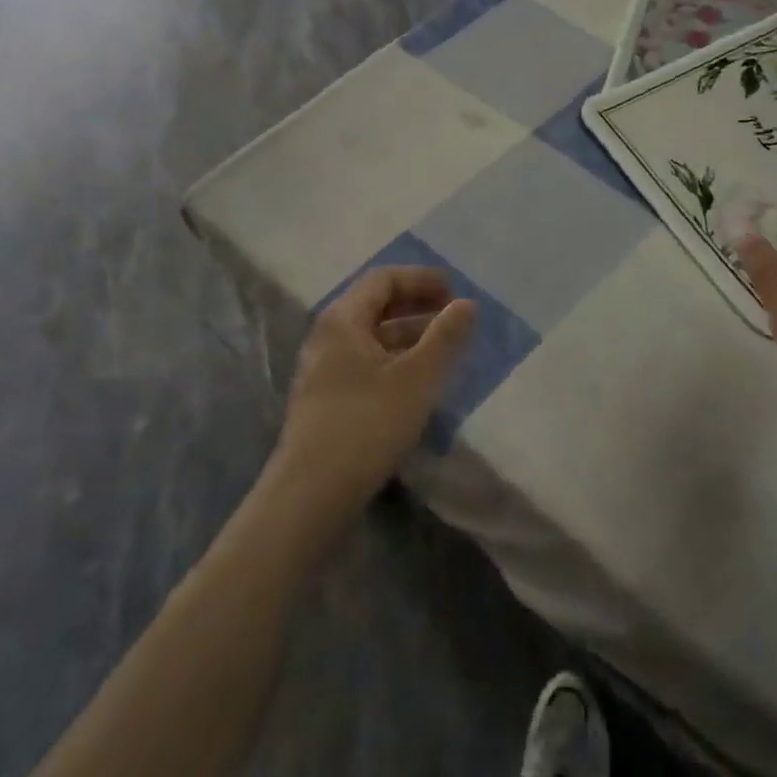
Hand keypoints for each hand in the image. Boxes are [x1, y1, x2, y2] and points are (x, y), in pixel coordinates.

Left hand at [273, 267, 476, 515]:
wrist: (310, 496)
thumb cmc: (367, 424)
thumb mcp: (418, 377)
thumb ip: (446, 336)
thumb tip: (467, 304)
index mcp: (343, 320)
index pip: (383, 279)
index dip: (422, 279)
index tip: (455, 291)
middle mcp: (328, 337)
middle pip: (376, 305)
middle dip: (418, 306)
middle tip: (454, 317)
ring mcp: (323, 370)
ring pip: (373, 338)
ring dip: (410, 336)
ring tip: (446, 350)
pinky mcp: (326, 401)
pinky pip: (366, 363)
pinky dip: (396, 361)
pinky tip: (419, 383)